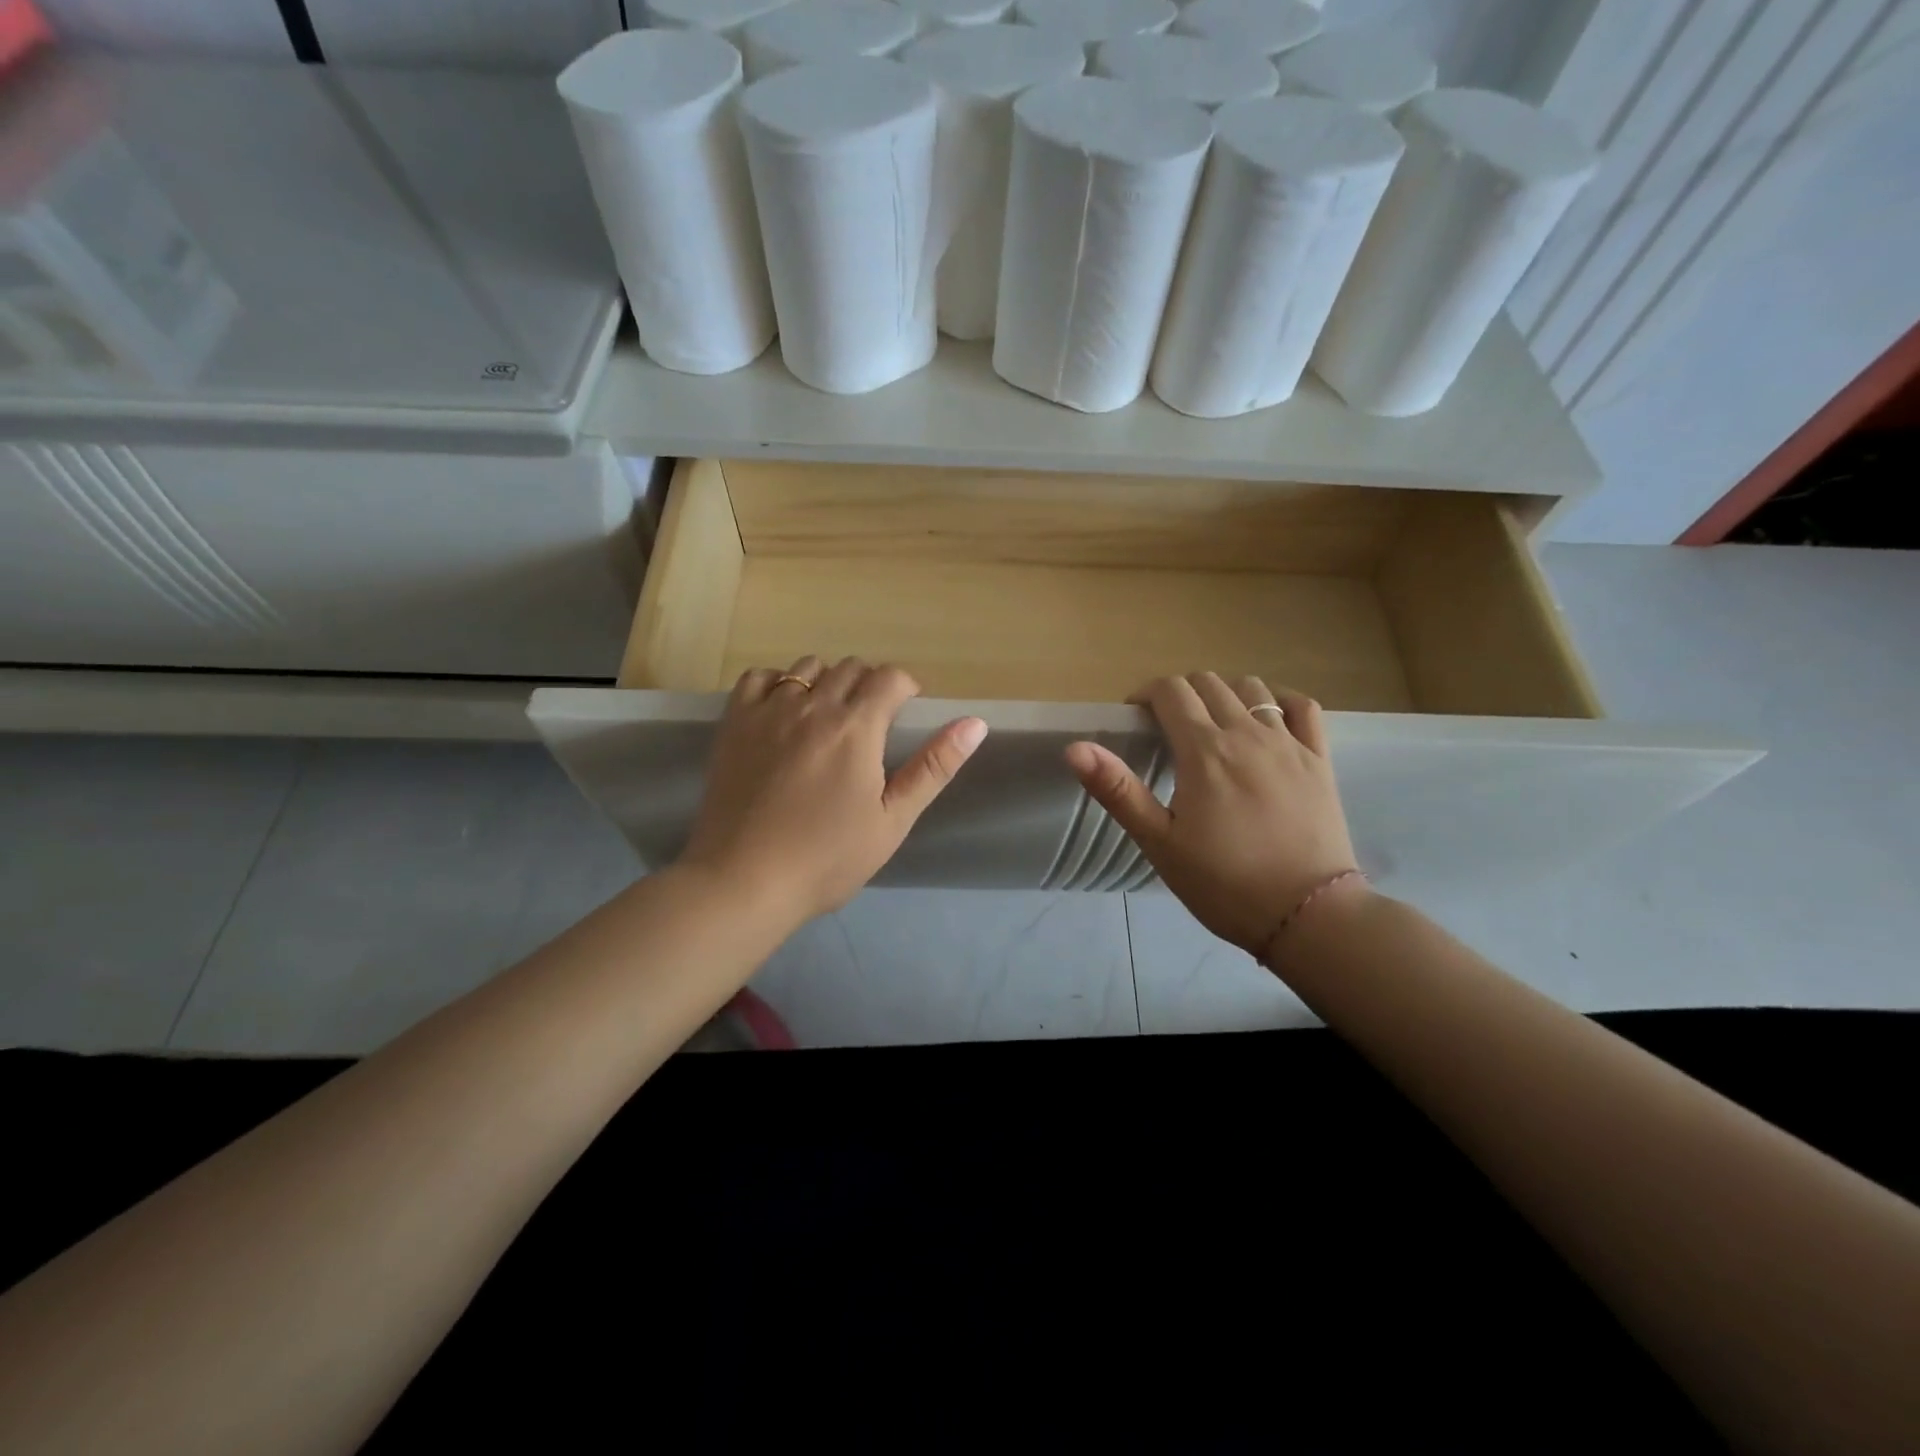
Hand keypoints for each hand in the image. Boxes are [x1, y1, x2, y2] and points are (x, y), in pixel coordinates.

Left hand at [679, 656, 986, 925]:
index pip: (890, 678)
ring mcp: (768, 711)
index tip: (906, 711)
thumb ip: (933, 767)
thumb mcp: (892, 820)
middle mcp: (812, 706)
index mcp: (856, 728)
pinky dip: (778, 682)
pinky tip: (783, 710)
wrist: (744, 880)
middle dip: (870, 684)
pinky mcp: (734, 723)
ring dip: (828, 681)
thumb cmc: (827, 859)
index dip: (905, 687)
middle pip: (851, 667)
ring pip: (807, 667)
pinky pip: (759, 677)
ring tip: (828, 717)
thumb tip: (975, 724)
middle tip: (871, 722)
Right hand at [1066, 673, 1363, 960]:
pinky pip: (1302, 707)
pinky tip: (1269, 719)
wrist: (1307, 915)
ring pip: (1252, 688)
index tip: (1135, 719)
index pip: (1170, 691)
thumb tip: (1075, 748)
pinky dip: (1280, 701)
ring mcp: (1289, 743)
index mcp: (1204, 750)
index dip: (1146, 695)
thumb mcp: (1159, 842)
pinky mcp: (1319, 759)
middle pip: (1208, 683)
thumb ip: (1117, 790)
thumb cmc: (1223, 883)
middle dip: (1180, 694)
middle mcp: (1247, 733)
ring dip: (1224, 694)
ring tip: (1214, 725)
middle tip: (1168, 728)